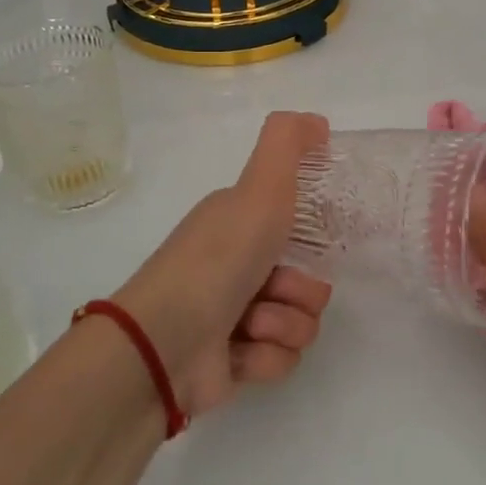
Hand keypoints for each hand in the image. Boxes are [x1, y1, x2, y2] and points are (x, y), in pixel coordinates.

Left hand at [113, 111, 332, 418]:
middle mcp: (237, 267)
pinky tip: (239, 351)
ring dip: (283, 324)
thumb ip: (288, 144)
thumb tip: (319, 121)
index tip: (308, 243)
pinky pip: (281, 360)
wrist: (166, 341)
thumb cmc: (218, 259)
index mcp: (240, 225)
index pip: (298, 231)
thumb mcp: (258, 189)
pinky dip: (265, 357)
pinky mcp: (234, 363)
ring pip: (301, 323)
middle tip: (273, 286)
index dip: (311, 240)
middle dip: (300, 290)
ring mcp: (235, 317)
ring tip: (250, 324)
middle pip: (309, 282)